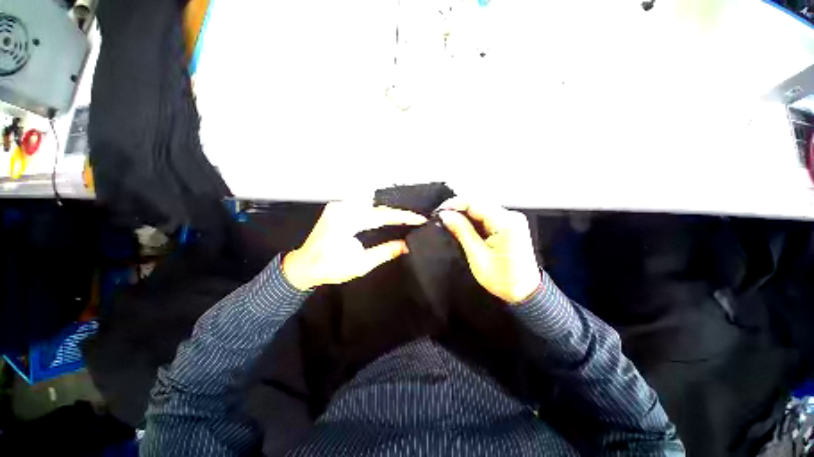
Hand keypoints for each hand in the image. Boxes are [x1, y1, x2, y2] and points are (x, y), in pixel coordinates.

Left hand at [282, 201, 426, 290]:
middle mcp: (343, 208)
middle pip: (378, 207)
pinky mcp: (338, 207)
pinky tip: (386, 217)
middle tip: (414, 219)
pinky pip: (363, 206)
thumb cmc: (330, 267)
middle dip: (397, 213)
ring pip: (371, 205)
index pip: (382, 215)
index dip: (403, 217)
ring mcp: (339, 206)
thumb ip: (385, 252)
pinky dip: (376, 211)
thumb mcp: (360, 264)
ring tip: (404, 218)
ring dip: (387, 211)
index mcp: (347, 221)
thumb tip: (406, 246)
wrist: (304, 265)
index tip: (419, 219)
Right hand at [438, 198, 540, 303]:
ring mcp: (512, 219)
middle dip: (458, 209)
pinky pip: (487, 216)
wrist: (525, 292)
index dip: (454, 204)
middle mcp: (511, 216)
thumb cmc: (502, 278)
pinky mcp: (510, 225)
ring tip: (449, 222)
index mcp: (506, 223)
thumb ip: (461, 231)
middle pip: (479, 203)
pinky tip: (463, 226)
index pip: (475, 203)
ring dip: (465, 214)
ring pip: (482, 209)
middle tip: (442, 218)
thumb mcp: (477, 255)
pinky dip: (473, 220)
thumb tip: (445, 215)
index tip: (439, 212)